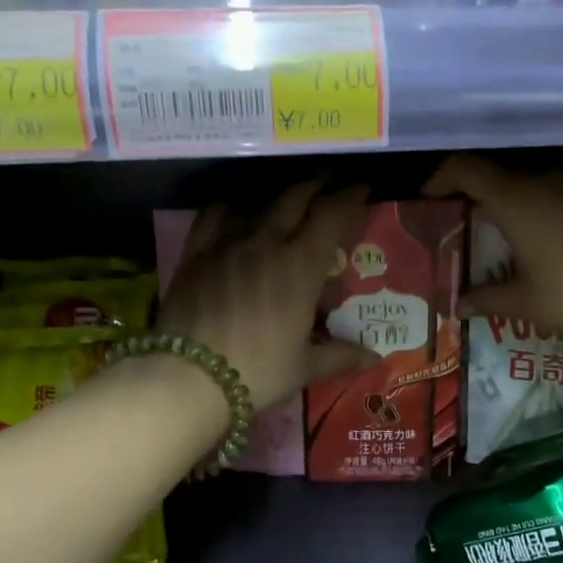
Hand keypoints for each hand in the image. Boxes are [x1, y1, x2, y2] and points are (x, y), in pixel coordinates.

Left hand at [160, 181, 375, 411]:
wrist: (188, 377)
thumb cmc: (256, 372)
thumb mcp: (304, 367)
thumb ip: (340, 355)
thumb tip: (374, 357)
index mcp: (300, 266)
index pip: (331, 215)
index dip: (350, 196)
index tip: (362, 186)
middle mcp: (266, 243)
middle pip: (295, 198)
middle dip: (316, 186)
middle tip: (328, 185)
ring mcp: (227, 243)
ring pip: (257, 202)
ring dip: (277, 193)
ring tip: (287, 195)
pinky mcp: (195, 252)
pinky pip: (214, 214)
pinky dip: (231, 204)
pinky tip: (236, 206)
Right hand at [423, 155, 562, 342]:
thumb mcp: (527, 304)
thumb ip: (487, 299)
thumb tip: (458, 304)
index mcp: (516, 197)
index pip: (465, 168)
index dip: (440, 178)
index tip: (427, 198)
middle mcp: (544, 178)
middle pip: (495, 171)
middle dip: (470, 192)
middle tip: (457, 221)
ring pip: (528, 180)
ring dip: (506, 199)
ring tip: (496, 232)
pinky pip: (555, 191)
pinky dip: (536, 206)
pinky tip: (540, 238)